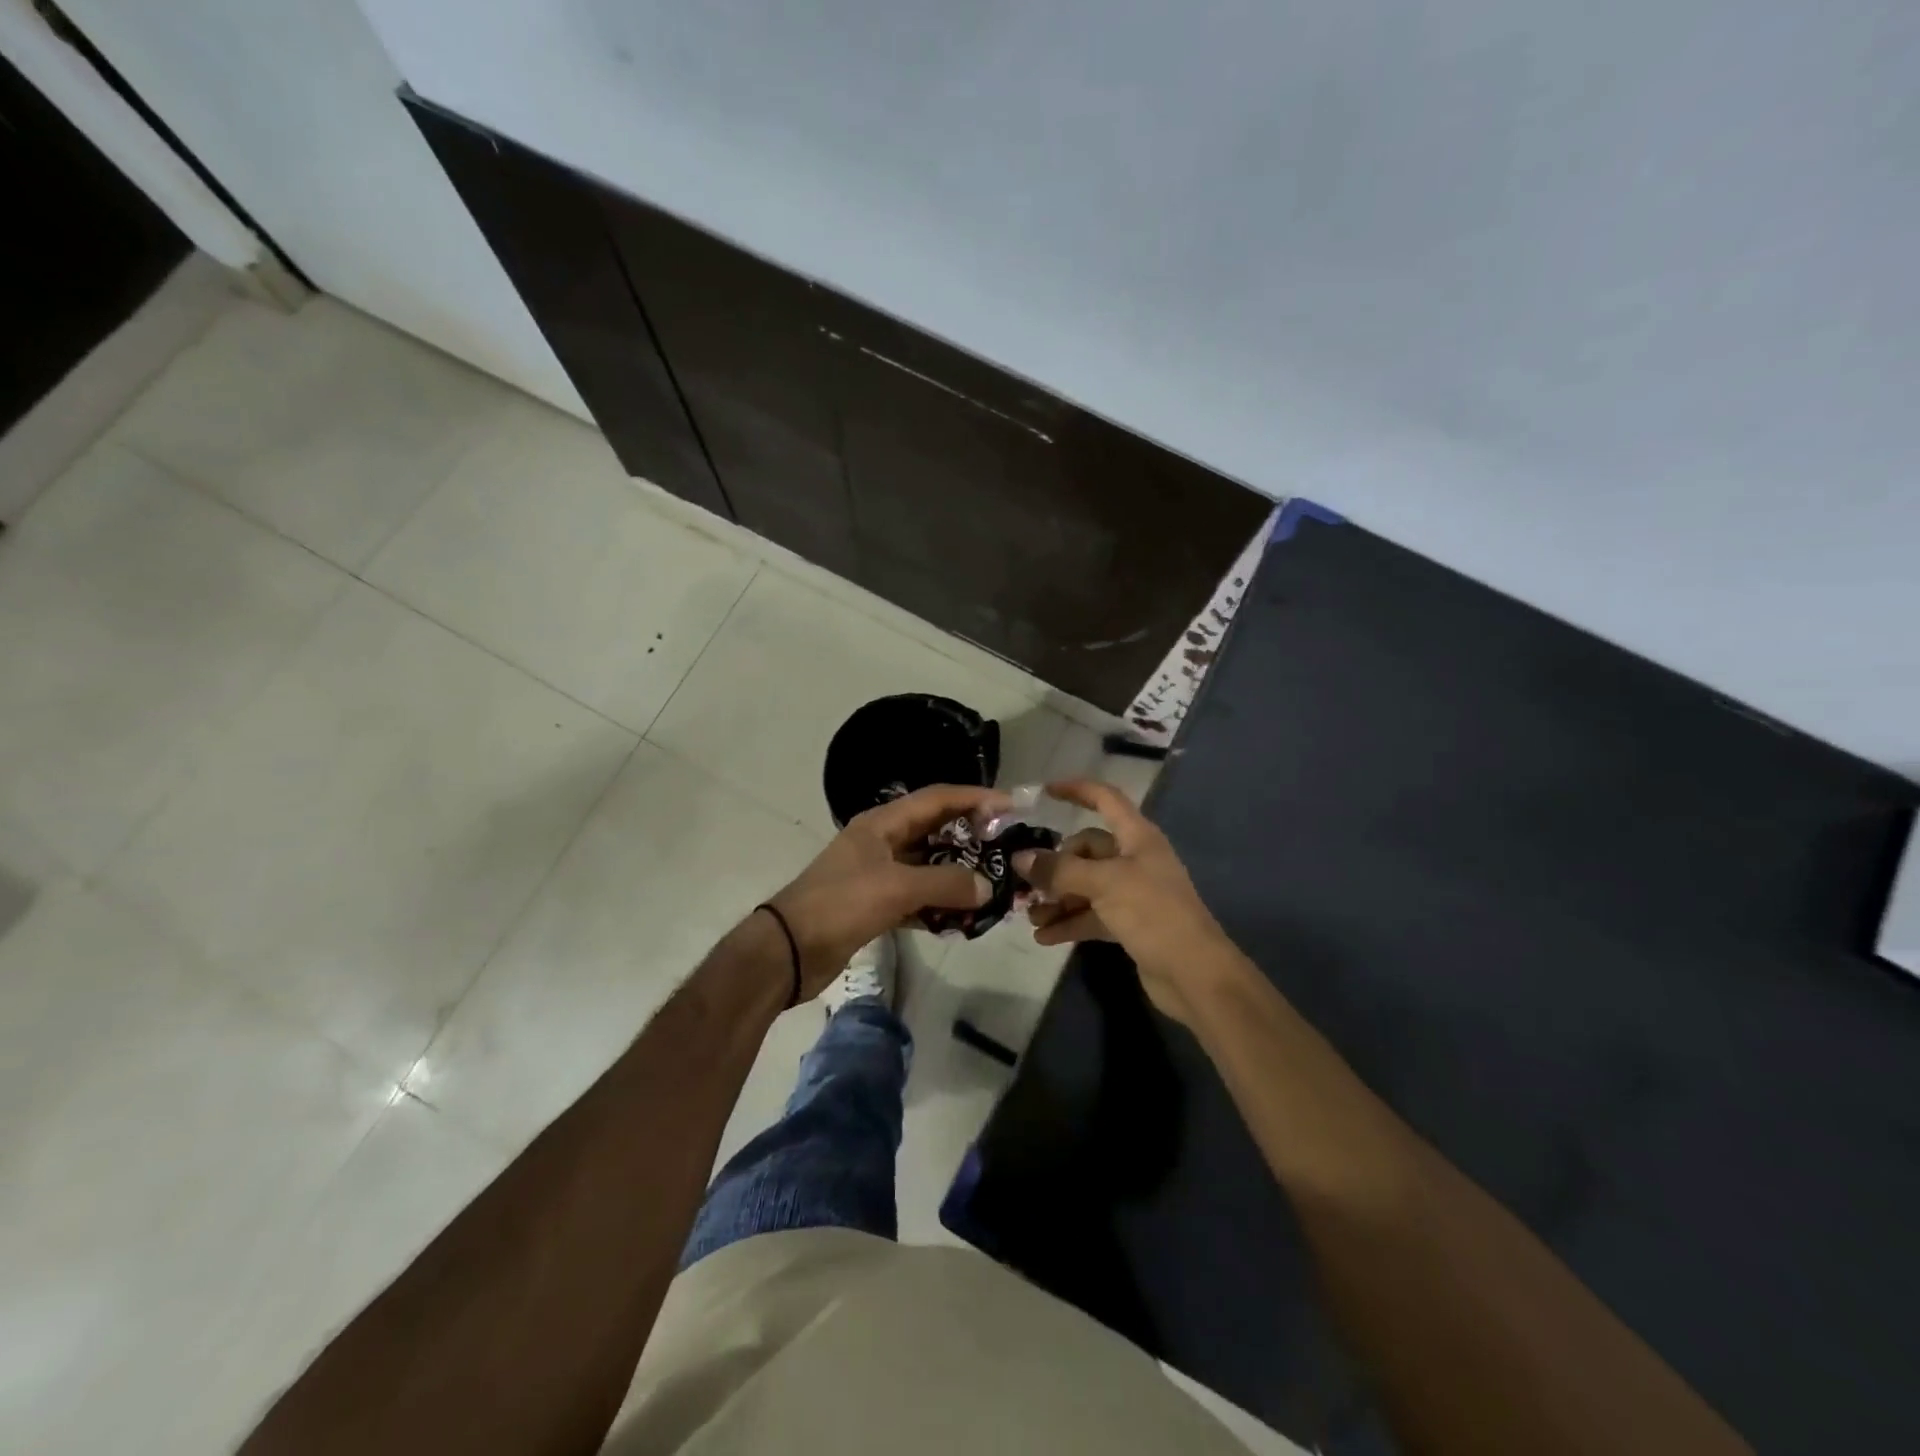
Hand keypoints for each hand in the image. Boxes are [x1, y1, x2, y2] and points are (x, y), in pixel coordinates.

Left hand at [767, 784, 1001, 998]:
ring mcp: (878, 873)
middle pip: (935, 830)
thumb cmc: (841, 904)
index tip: (1011, 806)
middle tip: (1007, 847)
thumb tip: (987, 887)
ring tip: (993, 884)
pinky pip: (917, 896)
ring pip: (928, 866)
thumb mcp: (897, 888)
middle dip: (971, 837)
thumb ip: (946, 884)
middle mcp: (882, 841)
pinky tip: (963, 918)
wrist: (789, 949)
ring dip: (957, 874)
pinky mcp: (876, 904)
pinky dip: (939, 904)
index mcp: (882, 823)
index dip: (975, 798)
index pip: (937, 799)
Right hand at [1014, 780, 1228, 1022]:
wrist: (1194, 974)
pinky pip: (1090, 915)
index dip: (1077, 790)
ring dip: (1057, 898)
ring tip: (1030, 916)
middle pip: (1086, 850)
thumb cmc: (1153, 913)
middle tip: (1026, 883)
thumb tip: (1020, 858)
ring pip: (1085, 885)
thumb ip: (1060, 870)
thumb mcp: (1104, 884)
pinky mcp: (1128, 924)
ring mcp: (1132, 893)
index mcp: (1137, 837)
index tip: (1044, 792)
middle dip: (1054, 866)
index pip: (1105, 799)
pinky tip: (1043, 937)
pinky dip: (1069, 922)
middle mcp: (1134, 859)